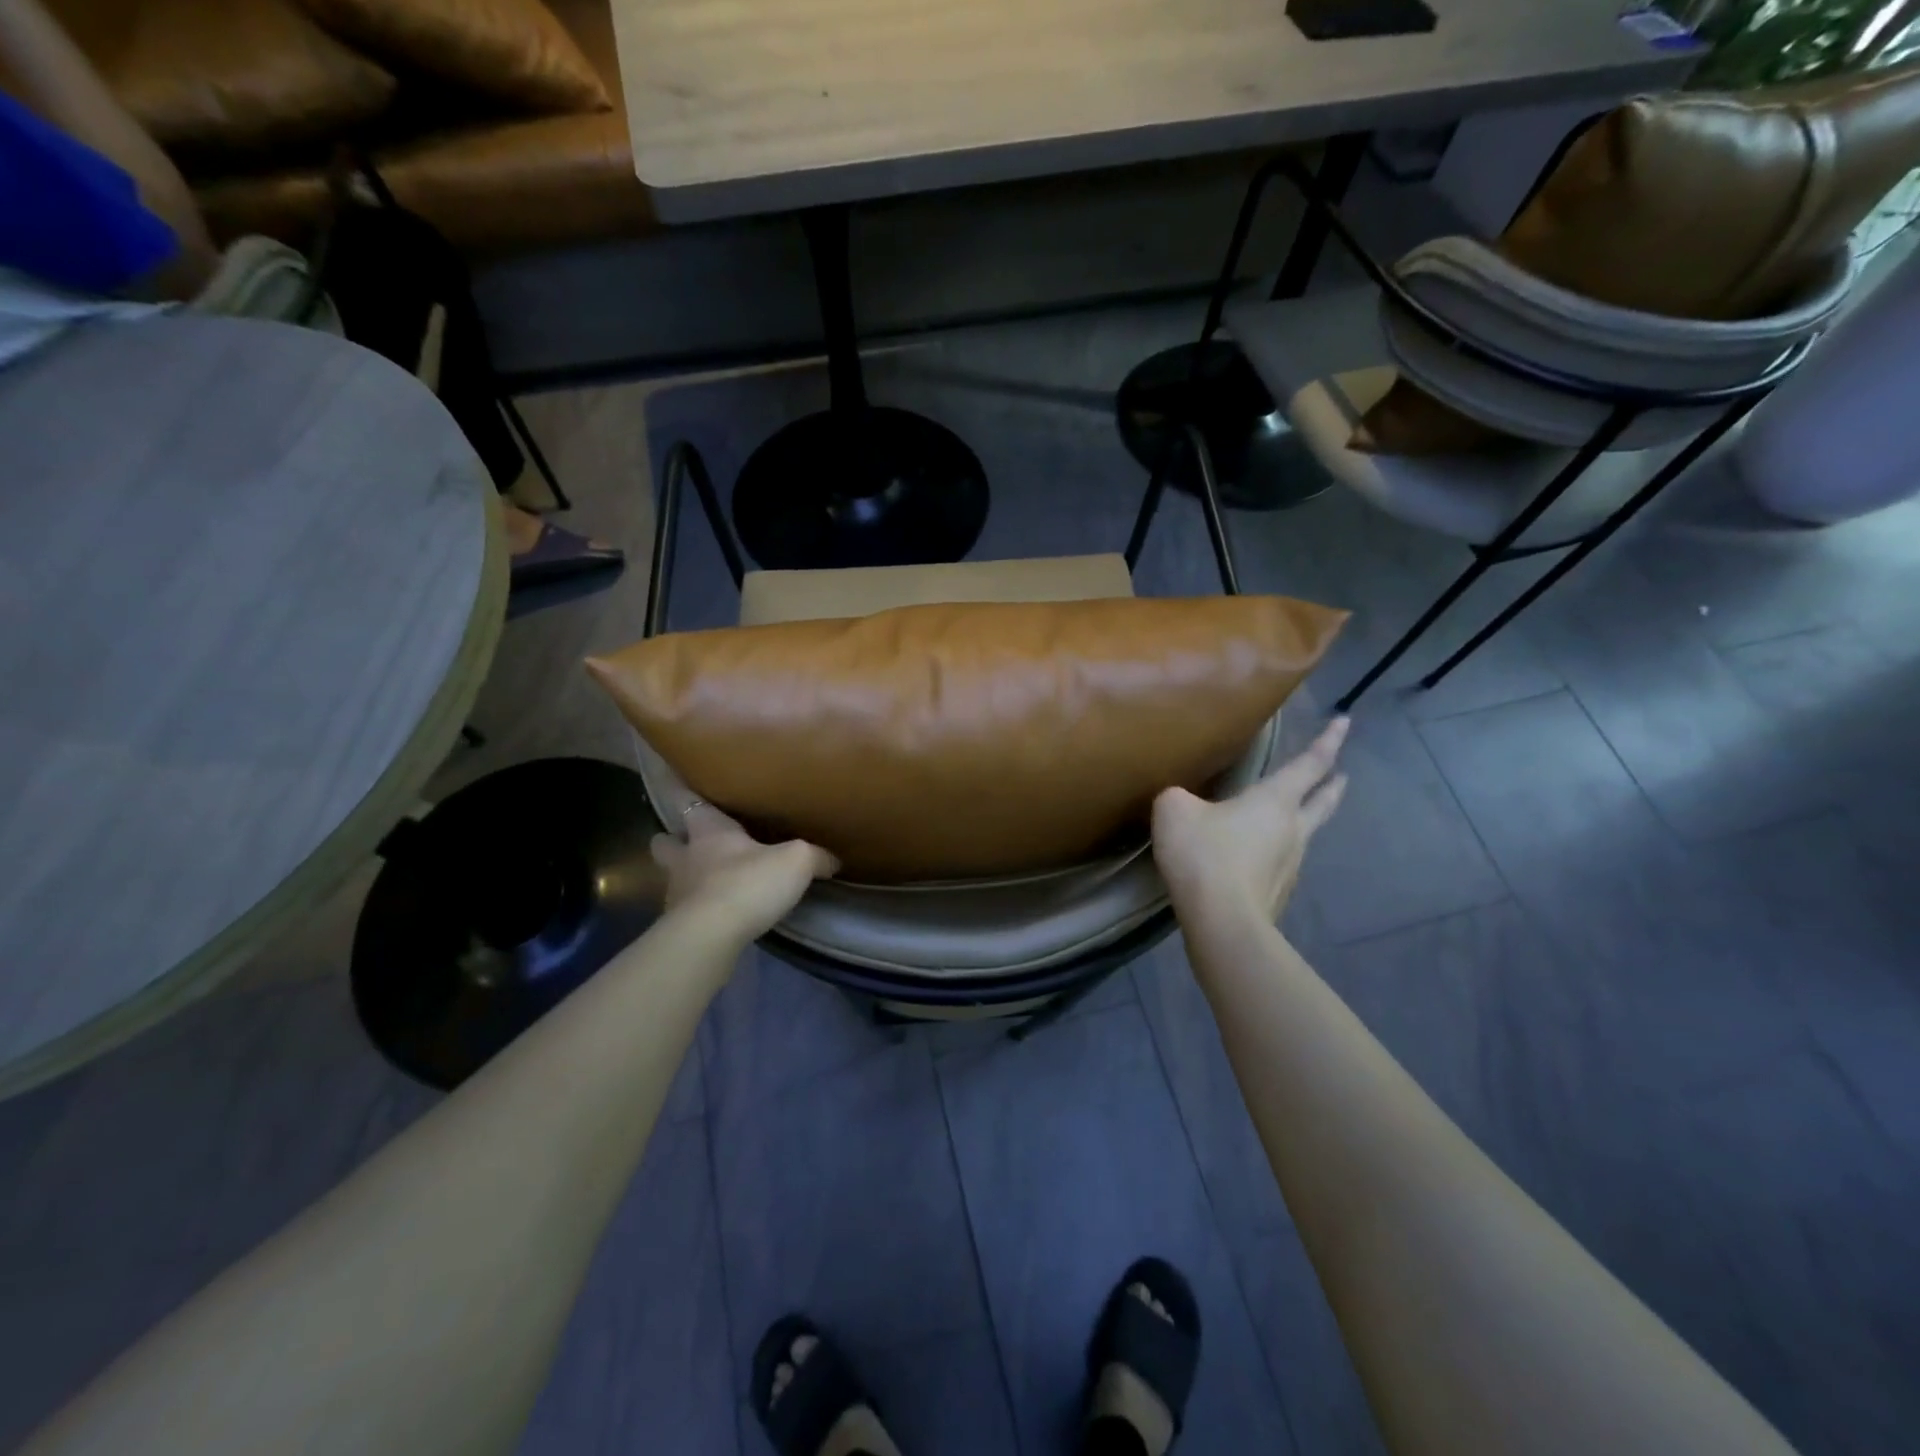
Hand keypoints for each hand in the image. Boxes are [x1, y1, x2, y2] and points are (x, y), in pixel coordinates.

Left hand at [651, 805, 837, 942]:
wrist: (710, 937)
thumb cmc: (748, 883)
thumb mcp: (797, 862)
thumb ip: (815, 856)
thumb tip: (832, 859)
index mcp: (710, 831)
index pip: (688, 802)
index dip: (684, 791)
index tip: (680, 785)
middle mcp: (686, 857)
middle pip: (664, 841)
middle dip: (673, 838)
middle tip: (691, 840)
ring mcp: (676, 892)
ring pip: (671, 875)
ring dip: (684, 876)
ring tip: (706, 880)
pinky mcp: (677, 925)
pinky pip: (683, 909)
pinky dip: (695, 909)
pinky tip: (715, 914)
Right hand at [1152, 717, 1349, 925]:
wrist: (1221, 919)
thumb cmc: (1204, 854)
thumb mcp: (1173, 810)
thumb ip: (1178, 796)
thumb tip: (1181, 801)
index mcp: (1275, 800)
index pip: (1310, 764)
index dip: (1329, 741)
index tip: (1345, 721)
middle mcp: (1293, 829)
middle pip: (1323, 801)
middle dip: (1332, 785)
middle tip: (1342, 774)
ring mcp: (1291, 865)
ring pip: (1304, 835)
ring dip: (1303, 822)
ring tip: (1290, 818)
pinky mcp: (1278, 894)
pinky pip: (1280, 864)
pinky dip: (1275, 855)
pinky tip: (1256, 860)